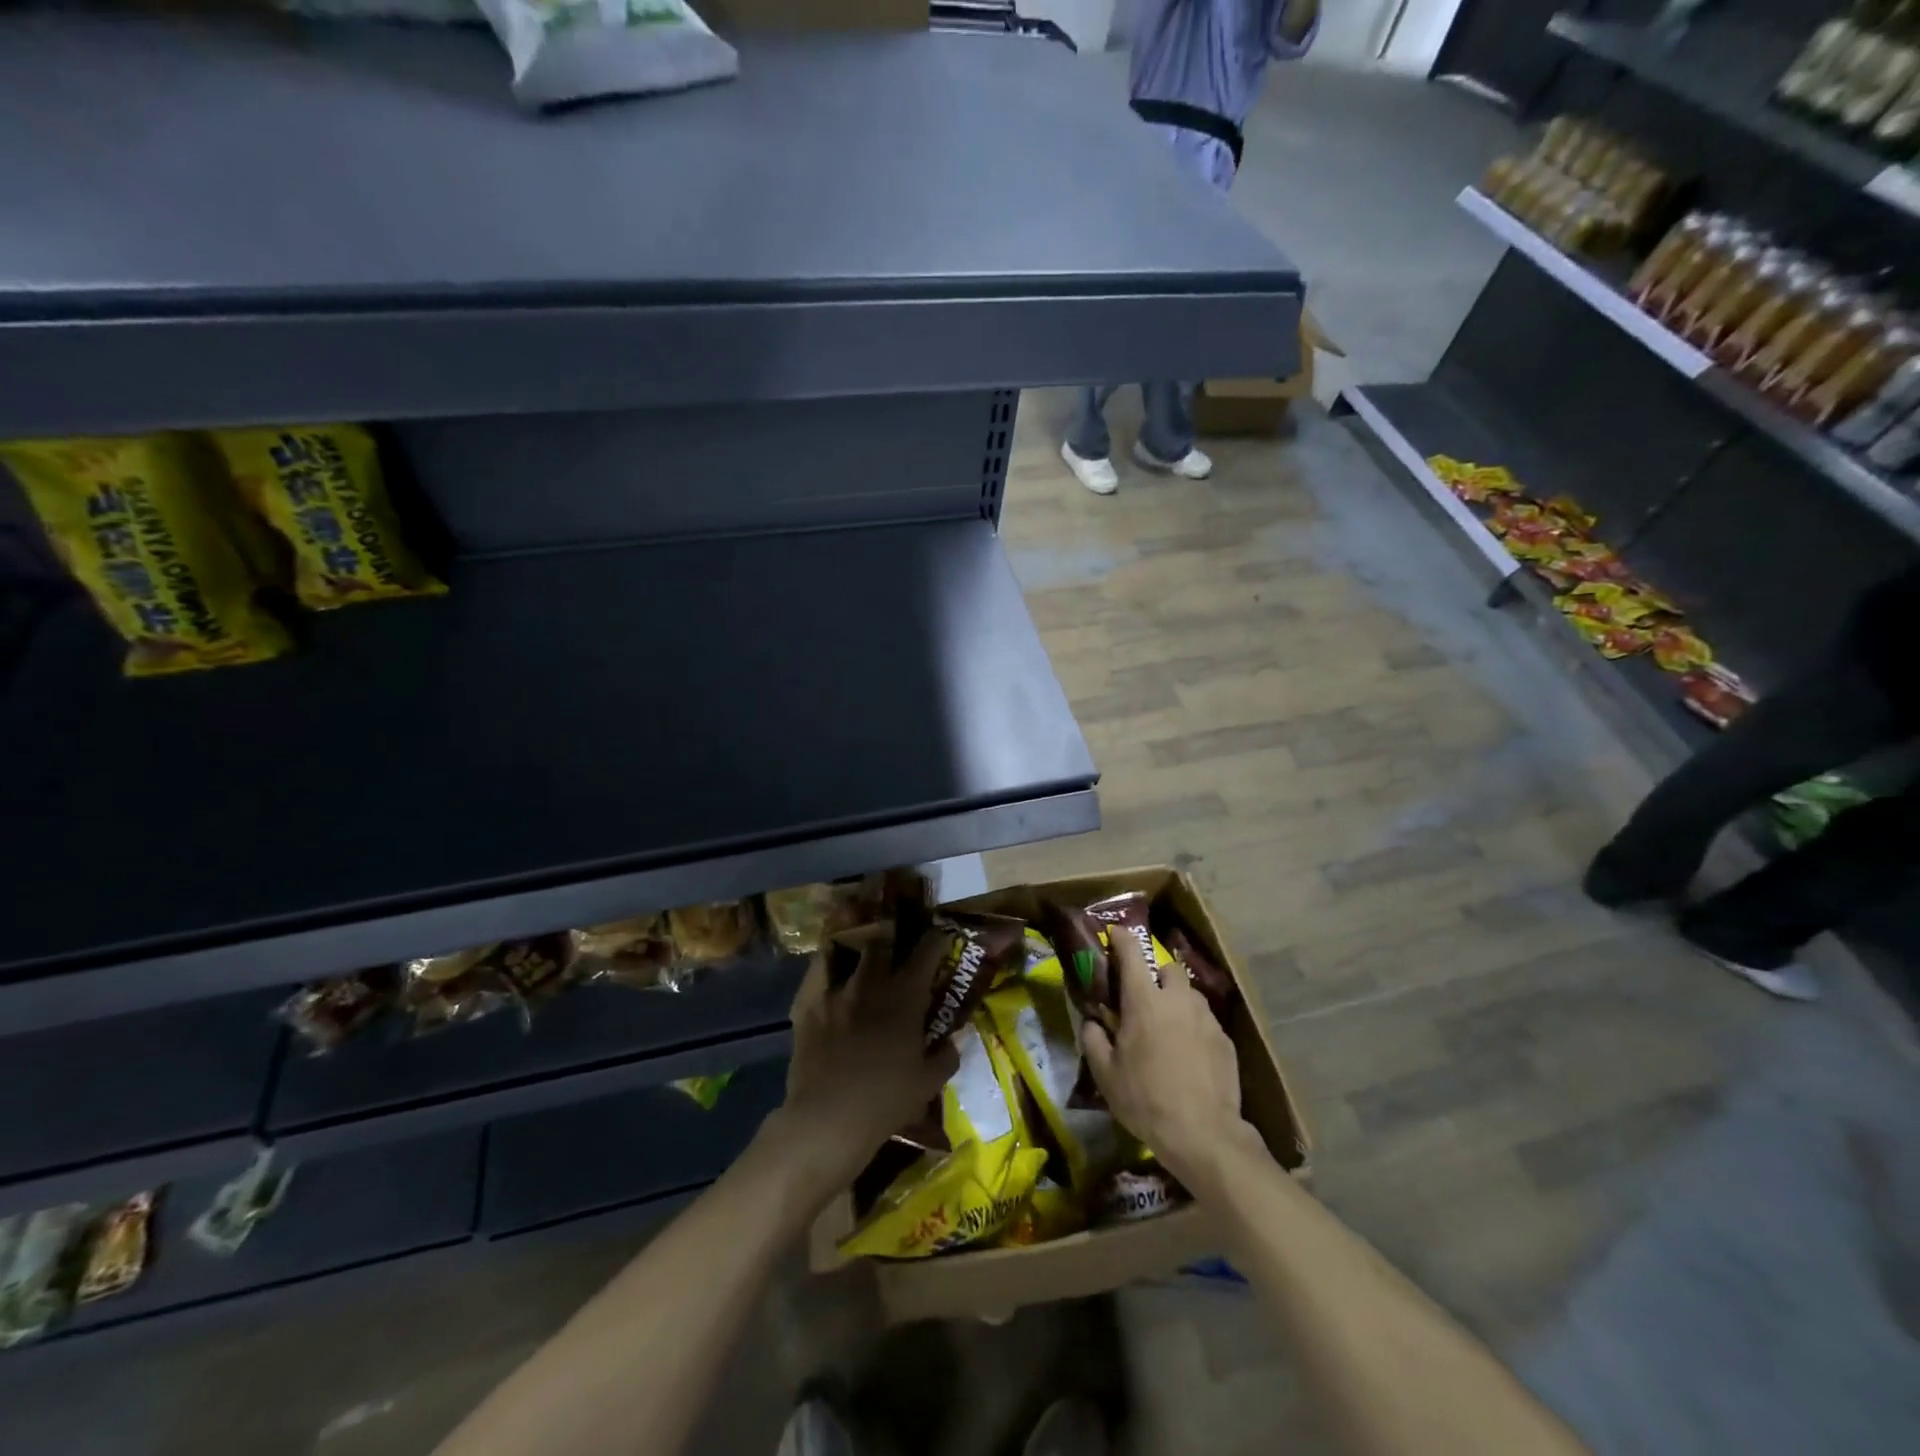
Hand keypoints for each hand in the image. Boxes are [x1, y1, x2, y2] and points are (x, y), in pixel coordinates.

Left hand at [774, 928, 959, 1192]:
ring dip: (862, 953)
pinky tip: (831, 973)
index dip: (936, 940)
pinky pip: (817, 970)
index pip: (926, 950)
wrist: (828, 1117)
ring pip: (850, 953)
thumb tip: (955, 1039)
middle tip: (899, 951)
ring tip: (865, 959)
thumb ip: (947, 1056)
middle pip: (884, 942)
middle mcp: (872, 981)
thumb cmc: (885, 1100)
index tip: (941, 937)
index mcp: (905, 995)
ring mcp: (836, 989)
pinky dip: (827, 966)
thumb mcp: (928, 1083)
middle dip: (894, 941)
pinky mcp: (807, 1003)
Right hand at [1082, 927, 1258, 1190]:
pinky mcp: (1225, 1040)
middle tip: (1145, 997)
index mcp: (1145, 1001)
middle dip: (1157, 975)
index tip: (1115, 933)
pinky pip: (1205, 1021)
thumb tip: (1093, 1022)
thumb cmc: (1145, 1099)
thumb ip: (1093, 1039)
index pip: (1132, 954)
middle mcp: (1178, 1000)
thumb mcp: (1105, 1073)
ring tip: (1168, 1026)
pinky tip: (1188, 1053)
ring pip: (1190, 995)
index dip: (1122, 939)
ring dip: (1177, 1001)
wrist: (1202, 1133)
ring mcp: (1206, 1019)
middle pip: (1169, 969)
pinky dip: (1194, 1027)